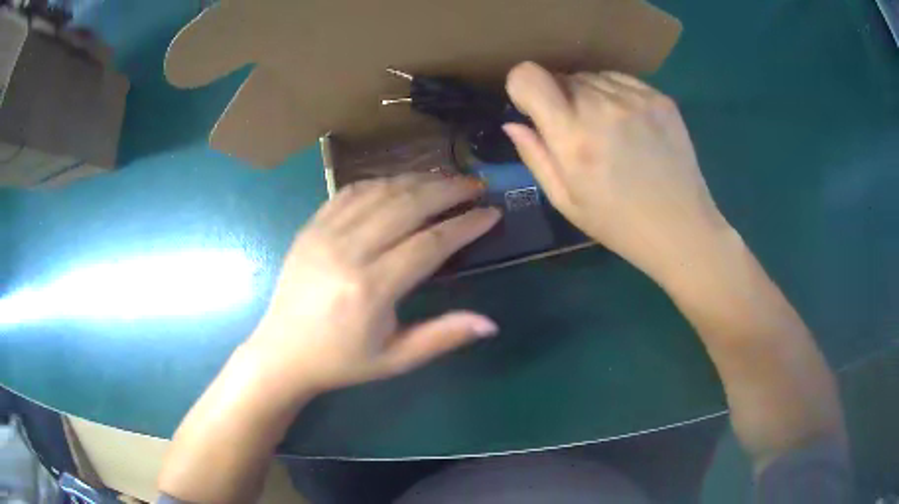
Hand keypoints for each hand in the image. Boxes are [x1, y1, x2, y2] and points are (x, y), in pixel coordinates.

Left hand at [247, 173, 500, 398]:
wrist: (283, 351)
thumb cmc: (342, 360)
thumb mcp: (396, 359)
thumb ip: (444, 336)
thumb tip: (491, 324)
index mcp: (372, 288)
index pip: (430, 242)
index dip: (465, 225)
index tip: (491, 213)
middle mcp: (348, 251)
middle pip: (408, 205)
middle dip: (448, 190)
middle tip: (476, 185)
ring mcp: (325, 233)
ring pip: (381, 191)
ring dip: (419, 180)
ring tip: (447, 179)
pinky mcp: (311, 226)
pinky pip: (351, 191)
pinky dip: (382, 182)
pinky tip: (401, 183)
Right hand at [504, 62, 728, 279]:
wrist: (681, 228)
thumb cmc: (618, 224)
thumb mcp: (566, 201)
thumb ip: (535, 155)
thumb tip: (513, 123)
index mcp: (573, 135)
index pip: (528, 76)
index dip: (523, 88)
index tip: (534, 110)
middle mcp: (602, 105)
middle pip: (560, 75)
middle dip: (558, 98)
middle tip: (578, 132)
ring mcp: (635, 98)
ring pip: (591, 76)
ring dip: (588, 95)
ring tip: (607, 131)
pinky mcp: (660, 97)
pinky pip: (620, 80)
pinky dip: (614, 94)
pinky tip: (628, 125)